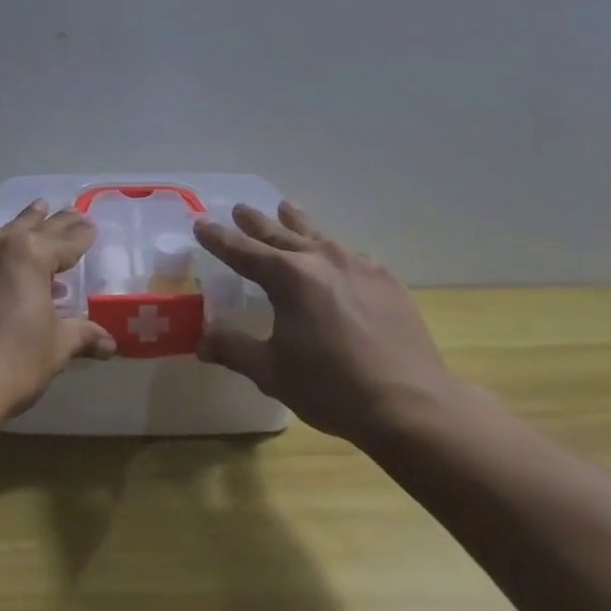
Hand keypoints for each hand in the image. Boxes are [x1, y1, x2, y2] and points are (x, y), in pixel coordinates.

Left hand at [0, 201, 116, 419]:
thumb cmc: (10, 365)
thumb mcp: (55, 348)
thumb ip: (82, 335)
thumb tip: (110, 343)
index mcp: (30, 254)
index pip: (66, 239)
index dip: (82, 234)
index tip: (91, 225)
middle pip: (30, 225)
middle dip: (51, 221)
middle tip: (69, 211)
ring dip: (12, 233)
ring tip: (26, 225)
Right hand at [195, 203, 472, 445]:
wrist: (409, 403)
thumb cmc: (331, 387)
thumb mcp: (272, 372)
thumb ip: (235, 350)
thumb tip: (202, 343)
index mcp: (288, 277)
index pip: (243, 251)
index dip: (219, 238)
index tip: (201, 223)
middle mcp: (322, 259)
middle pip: (280, 233)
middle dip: (256, 222)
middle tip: (240, 209)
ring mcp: (359, 265)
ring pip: (319, 235)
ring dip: (297, 223)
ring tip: (286, 207)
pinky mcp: (387, 280)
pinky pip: (351, 256)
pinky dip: (334, 251)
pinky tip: (337, 258)